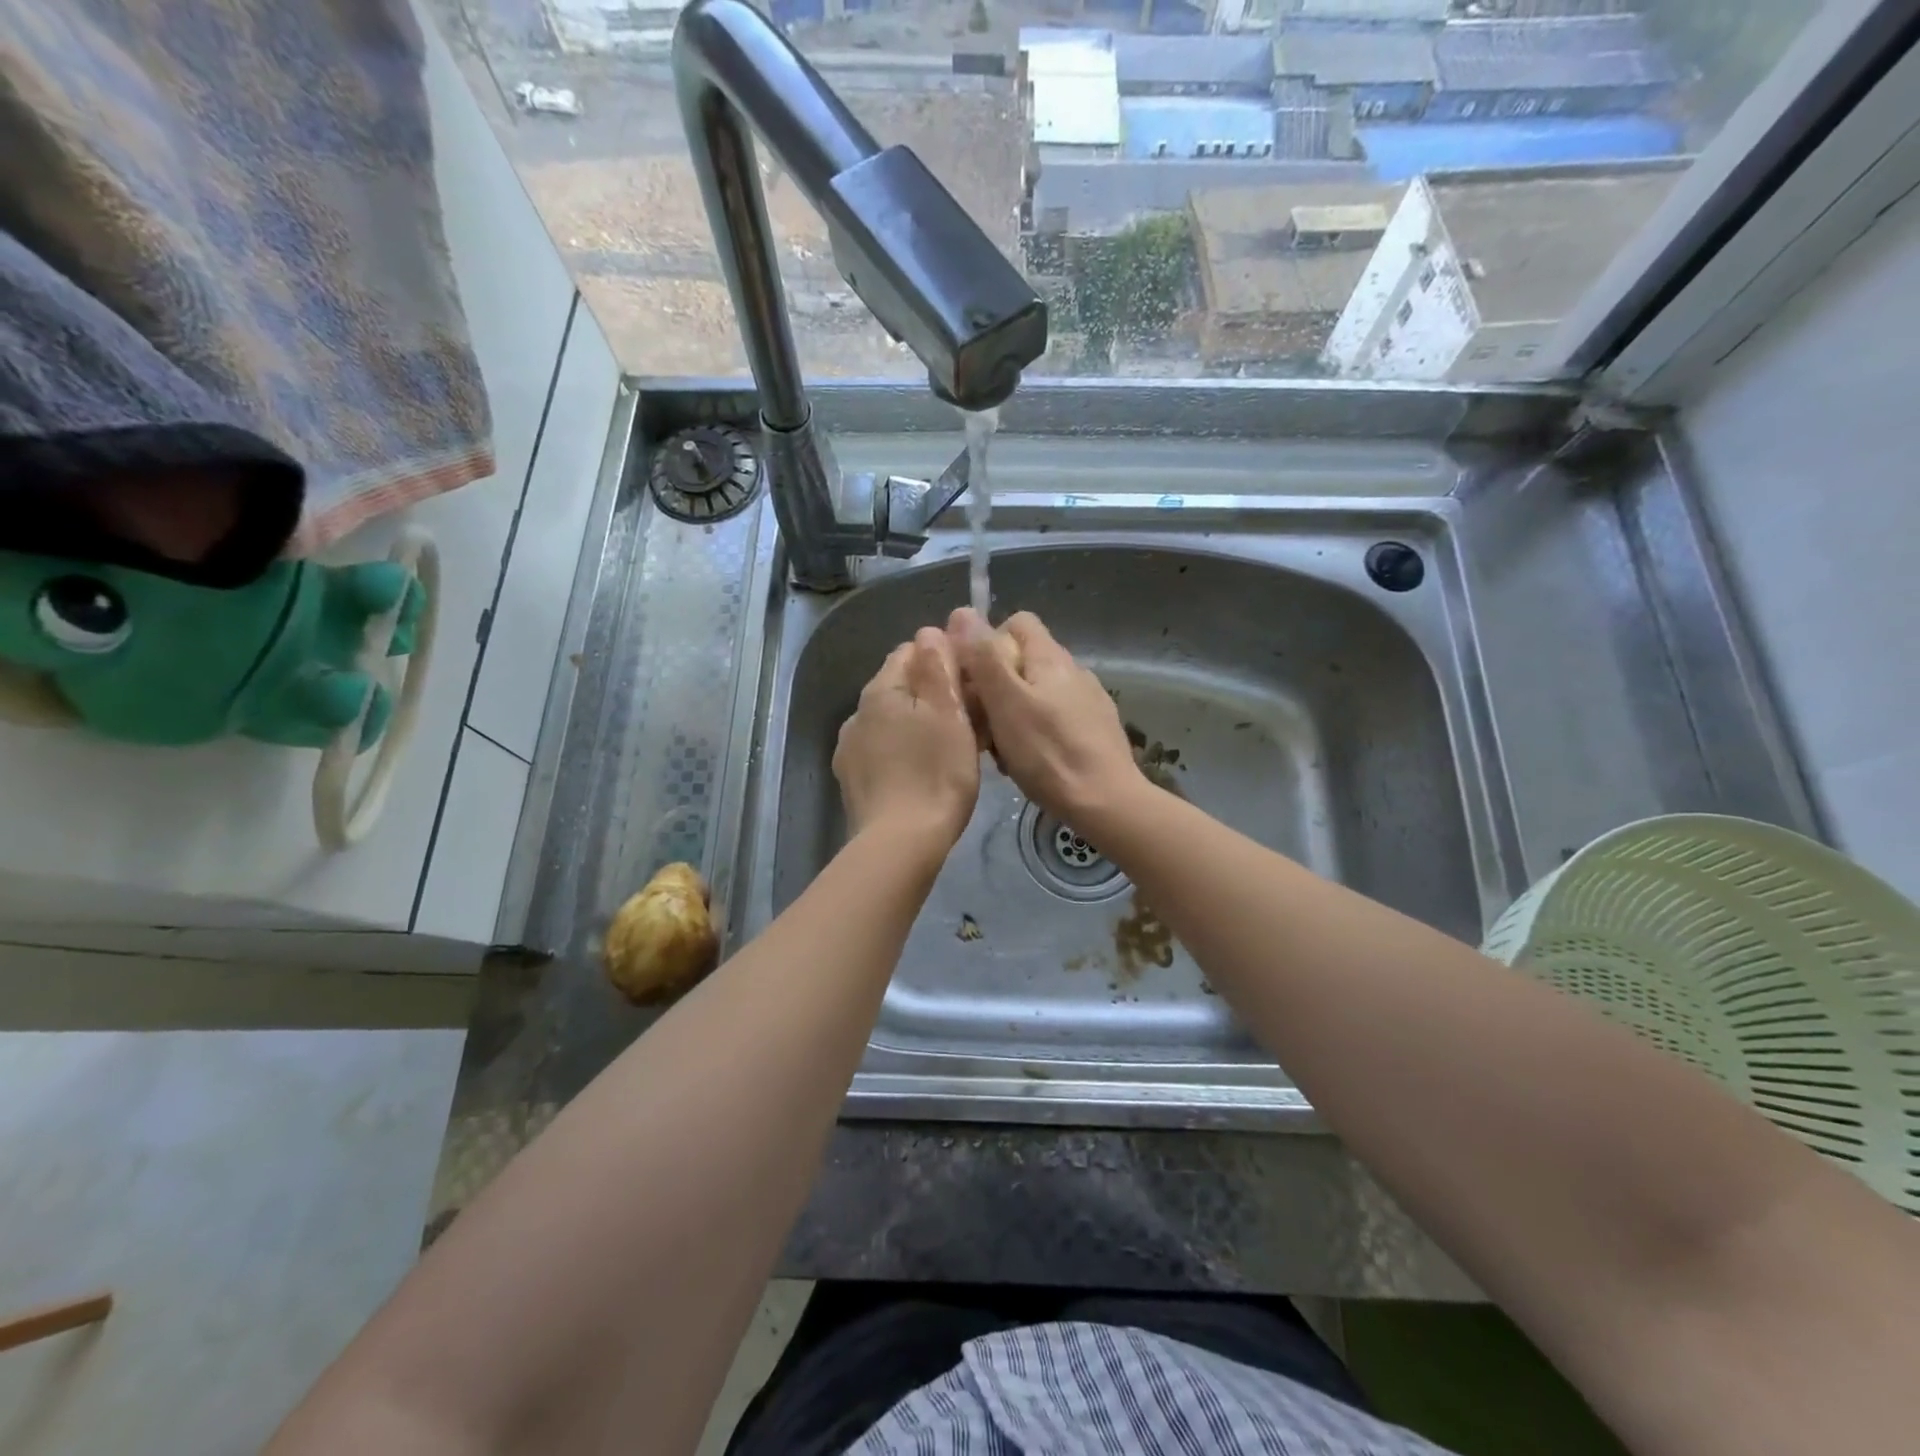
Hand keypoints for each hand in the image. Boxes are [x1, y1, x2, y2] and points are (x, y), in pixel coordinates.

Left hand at [833, 627, 980, 849]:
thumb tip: (929, 631)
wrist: (900, 843)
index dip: (944, 660)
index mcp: (881, 690)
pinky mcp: (852, 780)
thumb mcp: (949, 713)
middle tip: (968, 719)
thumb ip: (937, 666)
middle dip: (931, 693)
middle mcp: (858, 712)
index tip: (971, 684)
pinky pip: (882, 751)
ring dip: (916, 724)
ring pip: (890, 721)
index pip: (911, 651)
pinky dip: (902, 752)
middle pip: (899, 687)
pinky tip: (921, 773)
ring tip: (946, 749)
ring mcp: (850, 748)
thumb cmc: (936, 773)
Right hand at [949, 608, 1146, 834]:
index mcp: (1051, 657)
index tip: (972, 679)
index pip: (1017, 622)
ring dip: (1013, 713)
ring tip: (1002, 750)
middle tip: (981, 724)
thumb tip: (962, 613)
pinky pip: (1054, 718)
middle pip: (1023, 660)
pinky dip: (1035, 732)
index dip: (988, 643)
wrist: (1107, 802)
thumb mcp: (1006, 703)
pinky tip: (1030, 761)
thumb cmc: (1048, 752)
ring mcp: (1088, 700)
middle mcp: (1073, 670)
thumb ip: (984, 657)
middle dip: (996, 686)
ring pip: (1036, 693)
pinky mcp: (1095, 729)